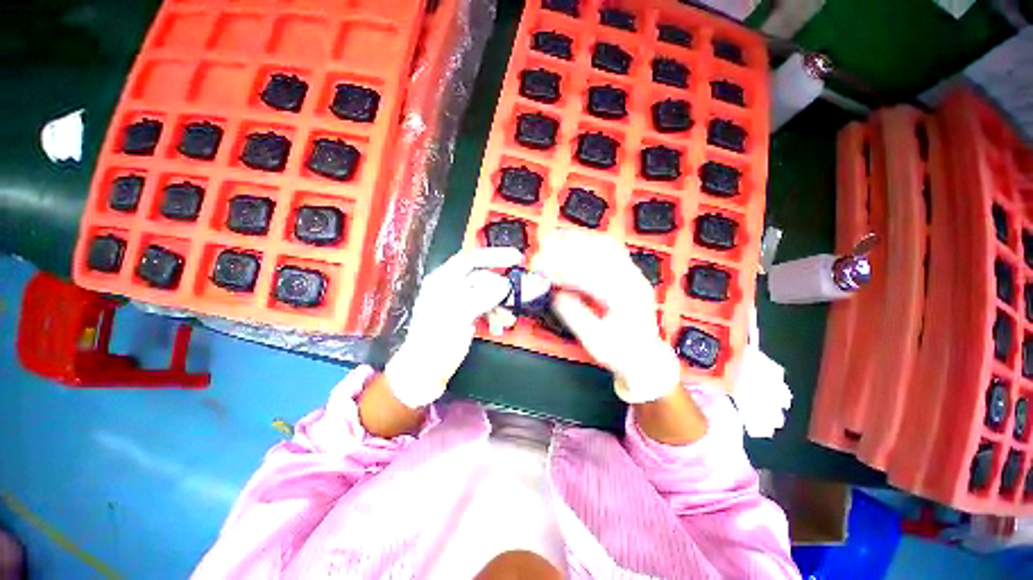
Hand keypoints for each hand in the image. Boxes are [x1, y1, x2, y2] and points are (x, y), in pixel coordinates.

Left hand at [385, 247, 522, 407]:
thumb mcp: (457, 315)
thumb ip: (482, 297)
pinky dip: (495, 314)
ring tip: (507, 319)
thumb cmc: (434, 341)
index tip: (516, 258)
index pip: (470, 259)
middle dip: (501, 287)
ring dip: (500, 304)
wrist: (425, 371)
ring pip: (486, 294)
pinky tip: (499, 325)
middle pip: (482, 278)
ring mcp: (459, 302)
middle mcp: (450, 287)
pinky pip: (485, 308)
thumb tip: (505, 285)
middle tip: (518, 292)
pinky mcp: (465, 316)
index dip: (494, 256)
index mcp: (442, 281)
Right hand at [532, 231, 680, 403]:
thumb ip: (574, 316)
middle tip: (546, 242)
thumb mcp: (594, 341)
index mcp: (625, 299)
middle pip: (600, 252)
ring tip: (558, 236)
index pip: (588, 277)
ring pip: (607, 247)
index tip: (541, 266)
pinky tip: (577, 243)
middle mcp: (632, 281)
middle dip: (570, 245)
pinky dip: (591, 244)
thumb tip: (556, 294)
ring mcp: (633, 275)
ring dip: (580, 239)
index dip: (561, 269)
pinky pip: (610, 251)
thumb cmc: (621, 353)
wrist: (646, 358)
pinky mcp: (630, 275)